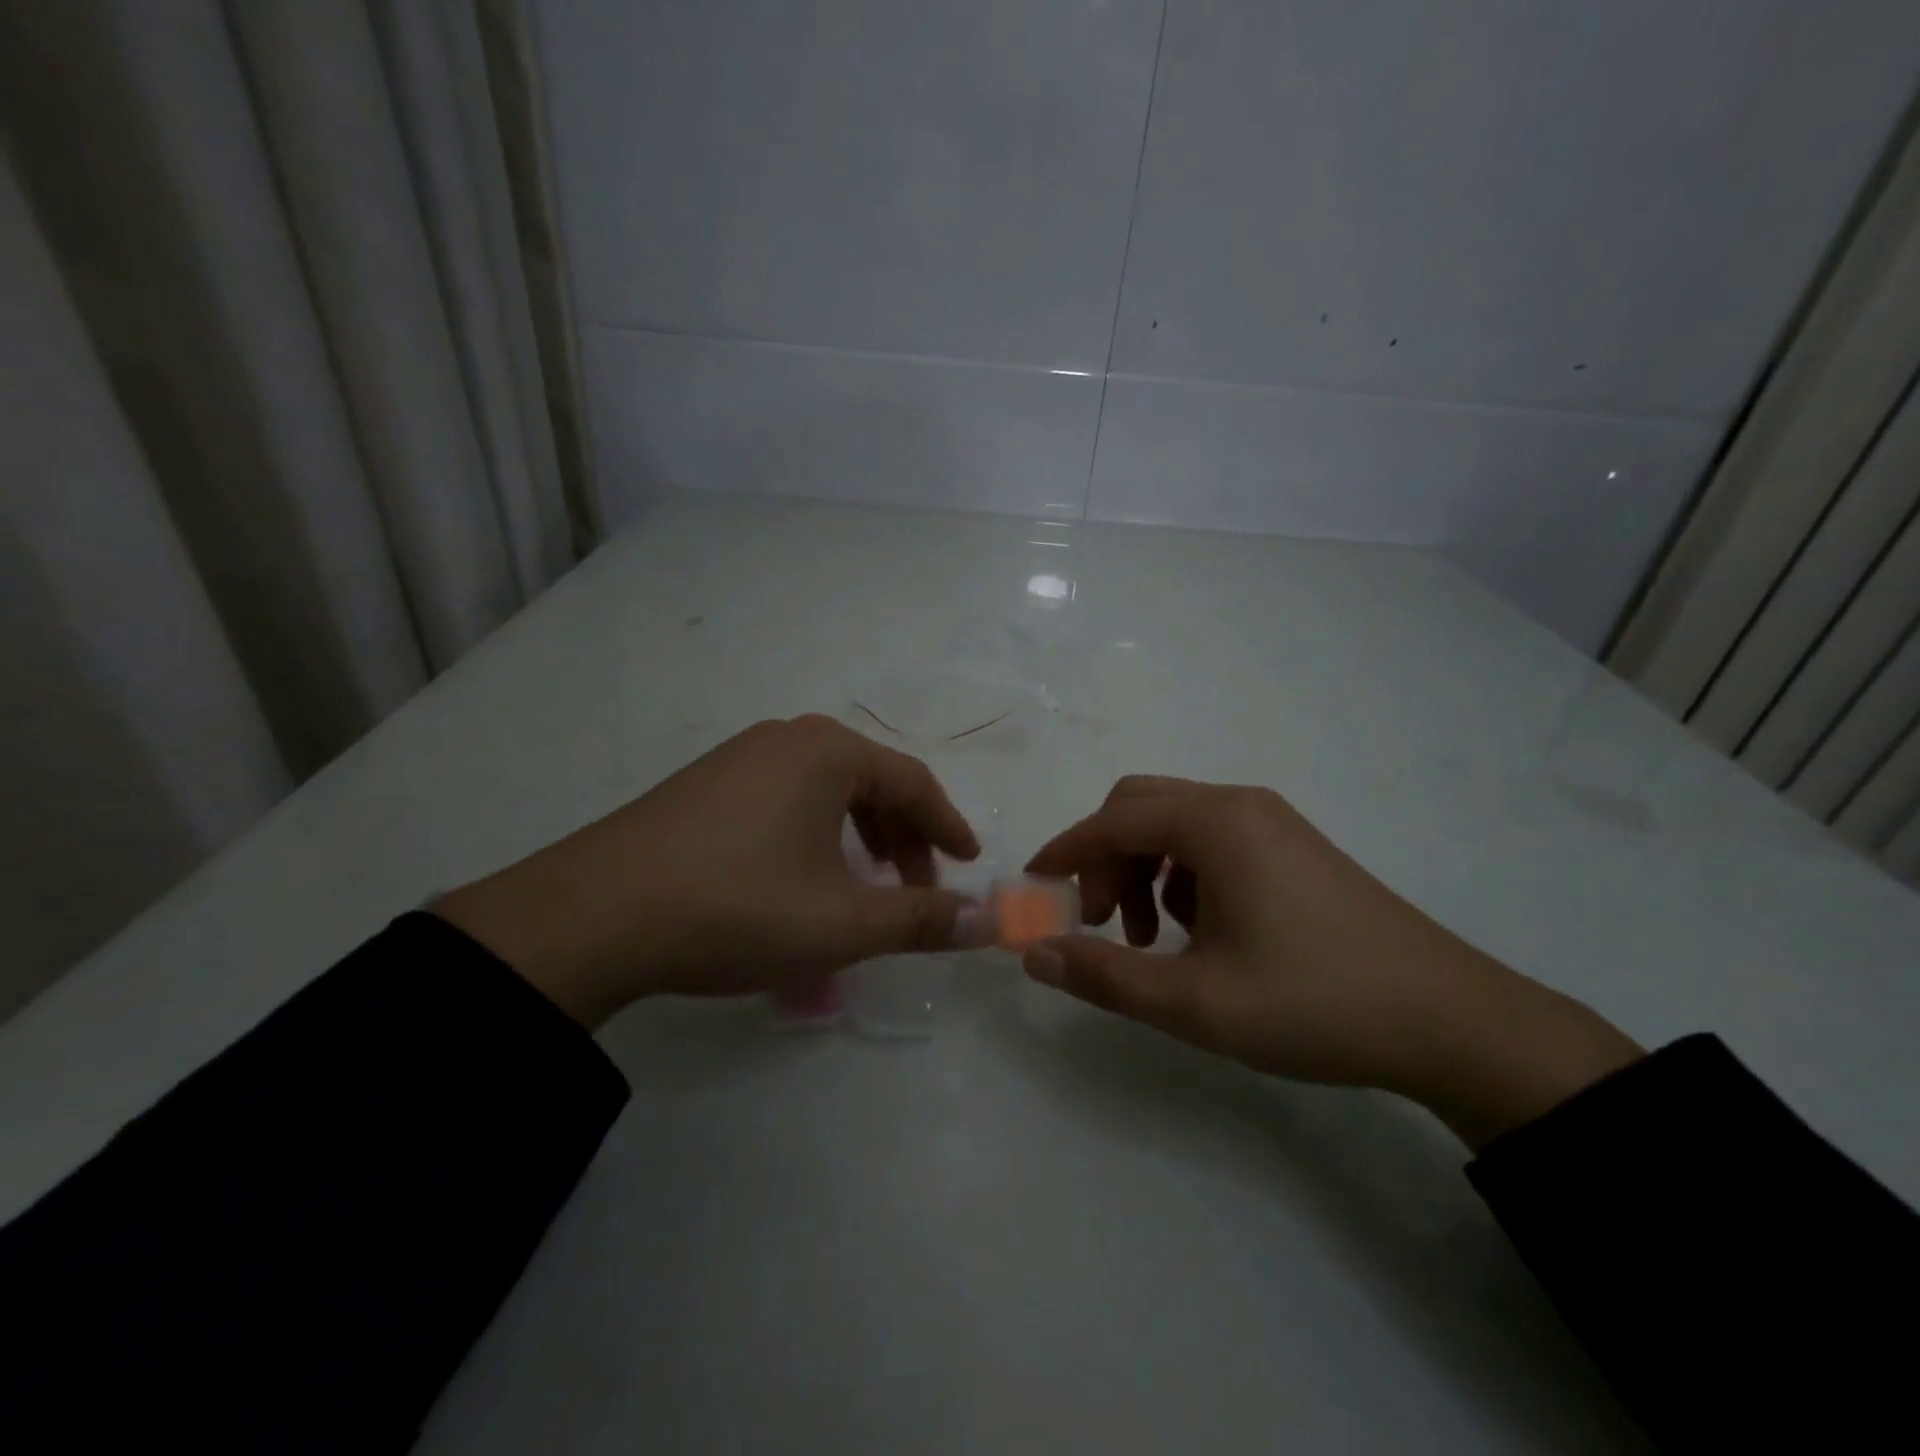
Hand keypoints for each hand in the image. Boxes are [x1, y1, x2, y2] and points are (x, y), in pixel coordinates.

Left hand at [436, 716, 979, 1027]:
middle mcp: (786, 738)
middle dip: (904, 837)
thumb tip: (990, 922)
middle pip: (871, 781)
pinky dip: (816, 832)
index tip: (969, 864)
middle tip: (916, 889)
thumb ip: (922, 920)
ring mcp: (739, 756)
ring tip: (865, 886)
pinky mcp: (705, 783)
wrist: (592, 916)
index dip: (948, 827)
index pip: (914, 782)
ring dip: (860, 836)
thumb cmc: (737, 907)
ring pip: (826, 790)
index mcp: (828, 751)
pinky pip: (786, 797)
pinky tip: (802, 875)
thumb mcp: (842, 924)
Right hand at [1024, 776, 1642, 1147]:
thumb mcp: (1195, 1001)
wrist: (1451, 1021)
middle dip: (1104, 859)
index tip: (1033, 887)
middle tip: (1102, 922)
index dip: (1064, 851)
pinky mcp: (1295, 848)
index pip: (1112, 821)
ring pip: (1177, 825)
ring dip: (1143, 869)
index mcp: (1215, 823)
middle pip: (1140, 808)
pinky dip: (1183, 875)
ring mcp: (1274, 823)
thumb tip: (1034, 954)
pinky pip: (1213, 841)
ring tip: (1152, 938)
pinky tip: (1201, 930)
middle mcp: (1241, 805)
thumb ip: (1104, 976)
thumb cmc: (1313, 1003)